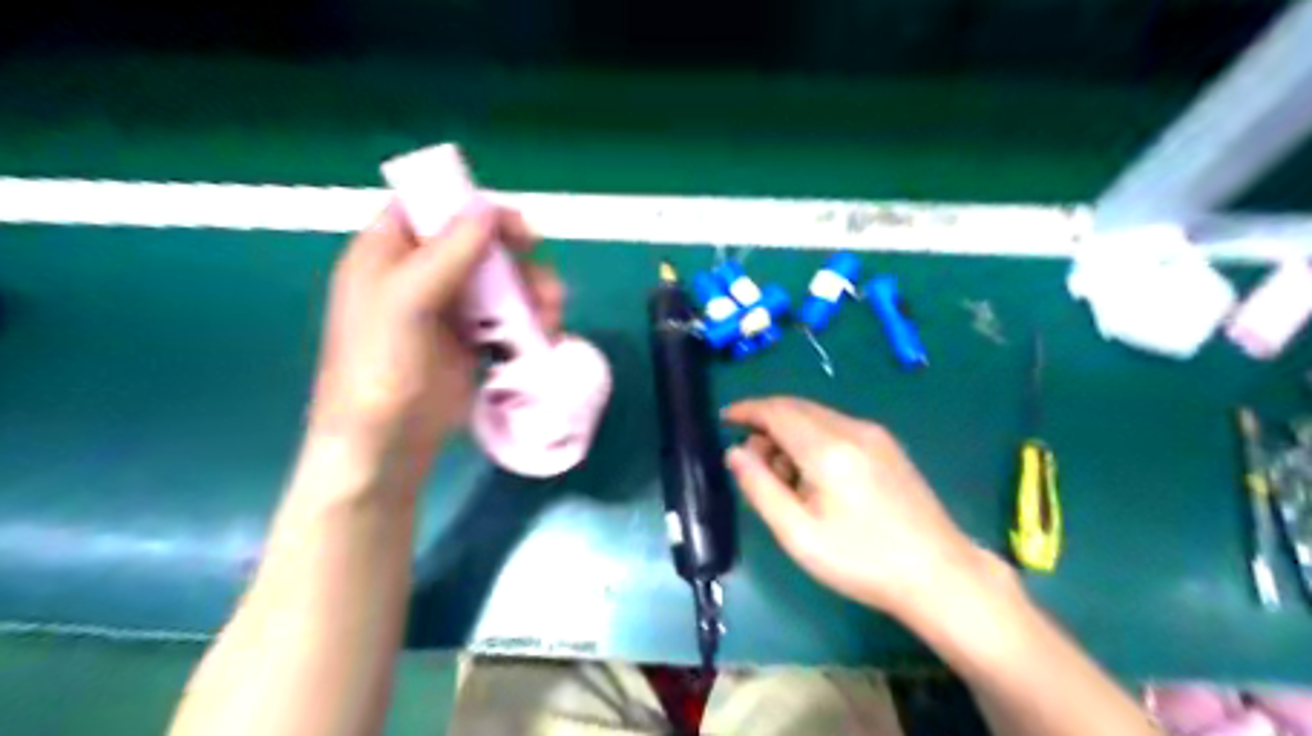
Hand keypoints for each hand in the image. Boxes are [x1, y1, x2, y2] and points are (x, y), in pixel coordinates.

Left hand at [313, 202, 565, 460]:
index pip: (434, 208)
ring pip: (501, 281)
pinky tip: (544, 337)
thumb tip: (489, 208)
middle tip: (546, 287)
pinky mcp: (471, 340)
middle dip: (520, 262)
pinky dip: (529, 321)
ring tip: (550, 320)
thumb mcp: (406, 301)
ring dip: (533, 294)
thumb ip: (448, 252)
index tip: (518, 230)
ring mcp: (449, 309)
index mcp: (389, 252)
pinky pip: (508, 316)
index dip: (476, 209)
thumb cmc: (381, 367)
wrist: (386, 443)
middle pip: (480, 245)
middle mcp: (421, 274)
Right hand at [723, 400, 989, 618]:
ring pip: (817, 416)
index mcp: (828, 448)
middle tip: (749, 458)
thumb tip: (735, 453)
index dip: (747, 410)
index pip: (777, 412)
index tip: (724, 418)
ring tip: (781, 477)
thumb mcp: (798, 533)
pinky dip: (813, 438)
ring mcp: (875, 435)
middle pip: (797, 408)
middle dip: (766, 422)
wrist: (940, 574)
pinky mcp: (888, 446)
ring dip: (789, 432)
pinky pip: (838, 427)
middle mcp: (852, 429)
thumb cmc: (862, 560)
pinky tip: (813, 474)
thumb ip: (760, 488)